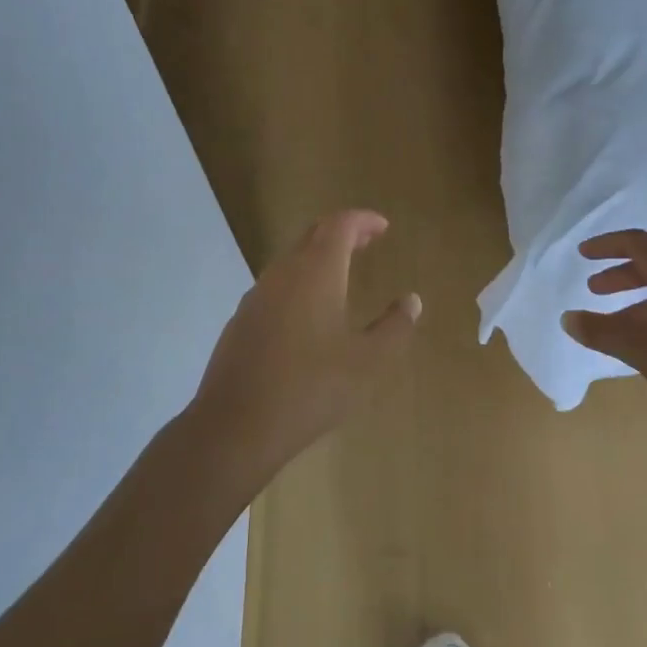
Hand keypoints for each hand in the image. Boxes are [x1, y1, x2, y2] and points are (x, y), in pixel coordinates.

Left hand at [190, 210, 419, 471]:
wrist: (234, 426)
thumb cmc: (310, 388)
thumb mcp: (367, 362)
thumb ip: (394, 328)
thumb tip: (412, 300)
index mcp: (316, 273)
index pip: (339, 225)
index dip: (362, 220)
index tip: (383, 226)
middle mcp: (282, 275)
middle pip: (312, 236)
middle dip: (342, 233)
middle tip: (367, 241)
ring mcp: (256, 297)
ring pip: (291, 261)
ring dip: (318, 258)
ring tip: (342, 274)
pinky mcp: (240, 322)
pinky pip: (275, 287)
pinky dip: (299, 283)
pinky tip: (308, 313)